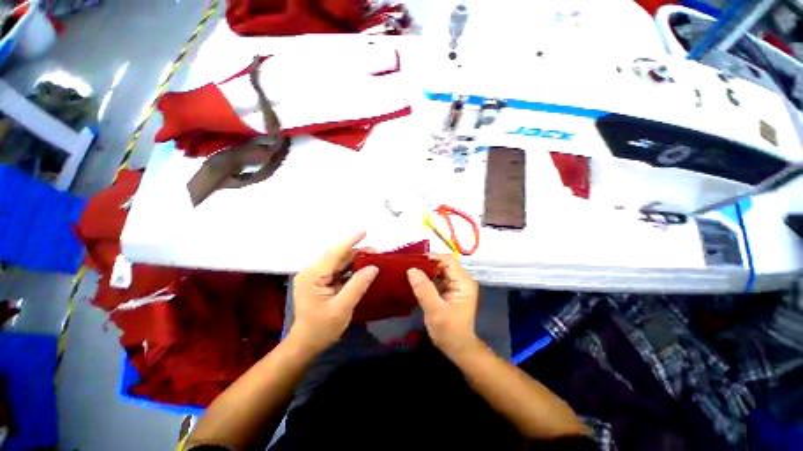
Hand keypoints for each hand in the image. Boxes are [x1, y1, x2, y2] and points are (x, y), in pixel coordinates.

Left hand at [289, 232, 378, 354]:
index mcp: (313, 276)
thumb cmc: (321, 329)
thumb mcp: (342, 308)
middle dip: (358, 252)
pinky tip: (364, 269)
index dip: (351, 240)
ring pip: (340, 262)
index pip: (335, 252)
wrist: (306, 344)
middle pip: (338, 256)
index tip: (365, 231)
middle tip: (378, 253)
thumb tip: (374, 267)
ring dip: (357, 260)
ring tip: (375, 259)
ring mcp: (316, 276)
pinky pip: (339, 270)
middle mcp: (313, 271)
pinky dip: (352, 269)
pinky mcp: (321, 281)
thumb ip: (358, 286)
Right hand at [407, 255, 480, 358]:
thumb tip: (411, 269)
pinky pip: (436, 279)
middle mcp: (461, 280)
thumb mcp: (435, 311)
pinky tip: (414, 281)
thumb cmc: (449, 332)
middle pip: (443, 264)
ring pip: (438, 270)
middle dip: (426, 264)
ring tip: (408, 272)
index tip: (413, 261)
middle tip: (407, 266)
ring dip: (424, 271)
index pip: (448, 260)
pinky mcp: (448, 290)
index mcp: (464, 282)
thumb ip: (424, 289)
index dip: (431, 258)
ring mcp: (455, 285)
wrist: (458, 349)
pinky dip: (425, 279)